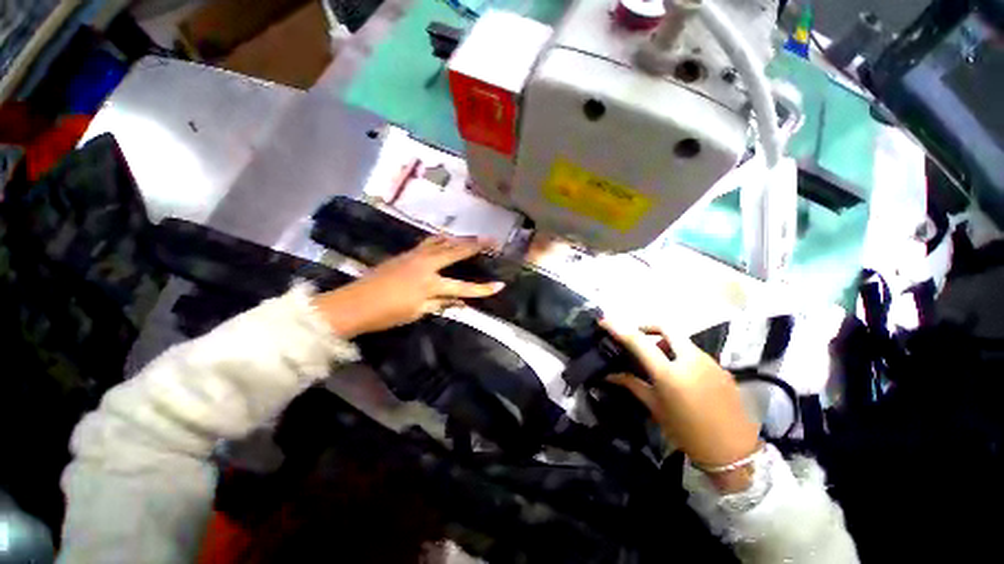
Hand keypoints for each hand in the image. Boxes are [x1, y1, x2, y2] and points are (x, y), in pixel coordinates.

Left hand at [312, 236, 504, 338]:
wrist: (353, 303)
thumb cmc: (386, 314)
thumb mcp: (417, 312)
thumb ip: (440, 304)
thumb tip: (460, 302)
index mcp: (430, 283)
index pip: (463, 287)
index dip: (482, 288)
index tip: (500, 285)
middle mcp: (426, 264)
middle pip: (455, 251)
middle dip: (476, 245)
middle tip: (492, 240)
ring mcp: (415, 256)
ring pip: (442, 242)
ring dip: (460, 239)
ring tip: (473, 236)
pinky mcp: (406, 253)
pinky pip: (429, 242)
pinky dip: (441, 239)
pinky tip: (446, 238)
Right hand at [601, 319, 760, 491]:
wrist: (735, 454)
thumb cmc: (688, 434)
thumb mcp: (656, 409)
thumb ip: (632, 385)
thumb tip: (609, 374)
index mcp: (670, 373)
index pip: (638, 341)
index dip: (619, 328)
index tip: (605, 320)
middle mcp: (690, 360)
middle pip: (665, 327)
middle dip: (647, 326)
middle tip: (636, 337)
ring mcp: (709, 362)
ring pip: (681, 339)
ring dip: (665, 342)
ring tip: (658, 360)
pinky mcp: (722, 368)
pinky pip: (695, 352)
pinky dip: (681, 354)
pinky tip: (680, 374)